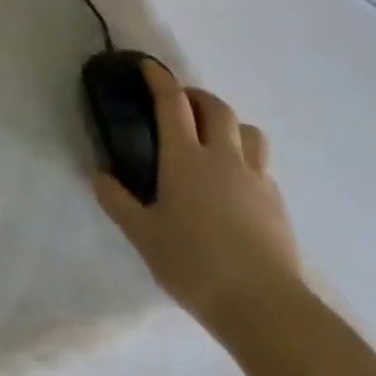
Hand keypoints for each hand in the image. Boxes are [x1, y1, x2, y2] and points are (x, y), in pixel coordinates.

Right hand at [94, 59, 301, 336]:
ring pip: (249, 132)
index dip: (159, 79)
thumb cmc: (195, 264)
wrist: (265, 308)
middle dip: (197, 96)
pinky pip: (263, 166)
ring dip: (230, 125)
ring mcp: (256, 179)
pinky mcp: (277, 204)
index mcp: (185, 158)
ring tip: (214, 139)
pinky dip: (247, 160)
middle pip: (216, 107)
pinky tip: (235, 184)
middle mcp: (222, 158)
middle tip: (181, 105)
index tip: (148, 67)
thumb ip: (118, 201)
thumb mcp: (143, 235)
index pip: (172, 102)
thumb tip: (98, 175)